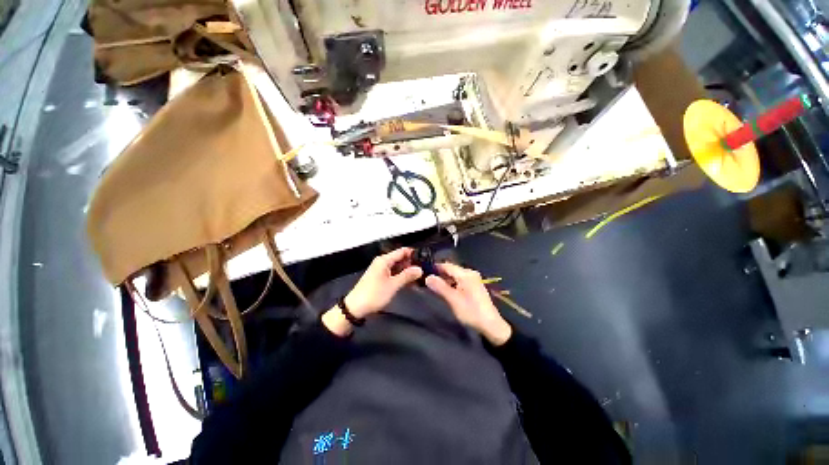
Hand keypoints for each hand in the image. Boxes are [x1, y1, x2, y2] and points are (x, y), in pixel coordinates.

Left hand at [345, 247, 422, 317]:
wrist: (355, 308)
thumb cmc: (374, 294)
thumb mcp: (393, 285)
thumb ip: (407, 276)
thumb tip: (420, 269)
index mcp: (384, 260)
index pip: (402, 251)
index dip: (414, 254)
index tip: (426, 259)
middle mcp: (383, 262)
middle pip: (401, 259)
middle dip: (412, 264)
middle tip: (426, 270)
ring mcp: (381, 270)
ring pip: (398, 267)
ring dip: (408, 272)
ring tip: (421, 277)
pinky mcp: (381, 278)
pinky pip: (394, 274)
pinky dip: (402, 277)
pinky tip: (412, 283)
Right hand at [425, 262, 511, 345]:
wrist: (491, 325)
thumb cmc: (471, 311)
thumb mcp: (453, 300)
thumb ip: (440, 287)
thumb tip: (427, 277)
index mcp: (466, 274)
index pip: (447, 265)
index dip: (435, 267)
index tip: (423, 271)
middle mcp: (470, 273)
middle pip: (451, 269)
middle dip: (439, 274)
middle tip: (426, 280)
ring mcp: (473, 279)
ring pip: (455, 275)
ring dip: (445, 279)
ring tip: (433, 285)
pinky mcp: (474, 286)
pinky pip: (459, 280)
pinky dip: (451, 283)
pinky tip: (445, 290)